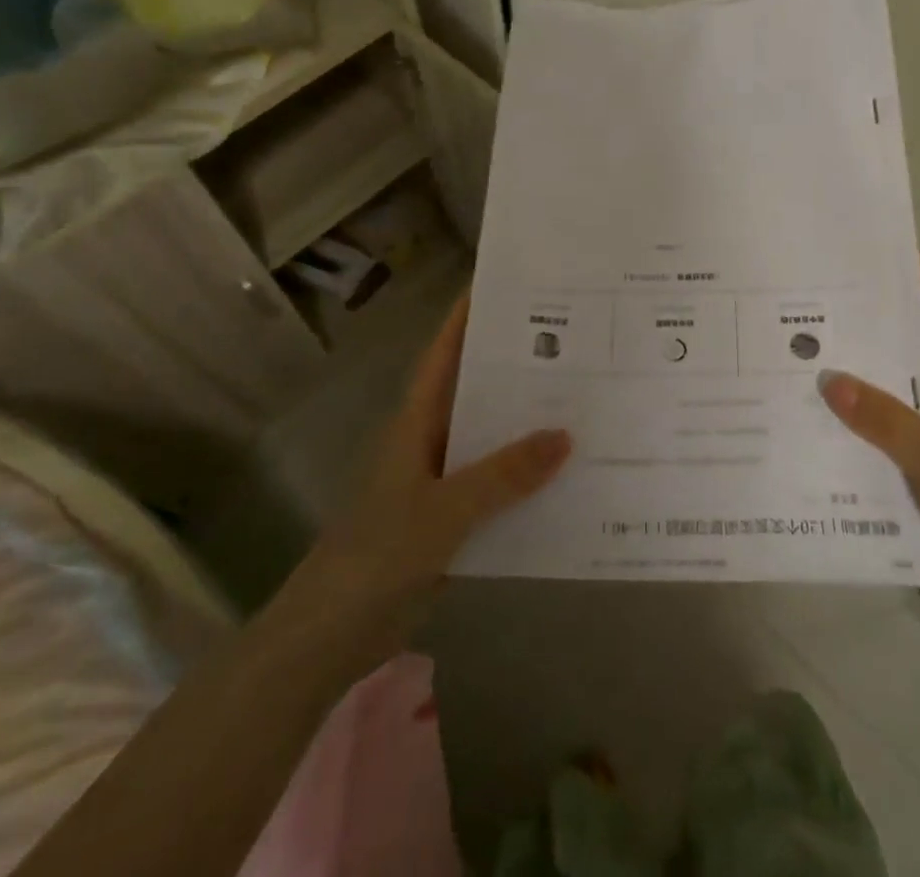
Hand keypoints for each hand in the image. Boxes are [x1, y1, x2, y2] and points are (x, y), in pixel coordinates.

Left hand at [315, 295, 570, 626]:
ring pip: (493, 439)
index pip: (445, 353)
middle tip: (575, 340)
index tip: (508, 284)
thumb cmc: (378, 555)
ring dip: (529, 424)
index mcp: (418, 421)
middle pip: (478, 390)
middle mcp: (432, 440)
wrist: (332, 636)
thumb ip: (504, 474)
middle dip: (518, 366)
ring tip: (587, 399)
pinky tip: (570, 475)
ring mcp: (443, 481)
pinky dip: (528, 478)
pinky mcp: (453, 520)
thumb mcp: (444, 509)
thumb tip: (567, 435)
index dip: (469, 316)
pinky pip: (499, 486)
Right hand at [820, 254, 919, 644]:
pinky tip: (834, 446)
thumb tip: (830, 380)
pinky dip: (878, 444)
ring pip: (912, 411)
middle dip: (881, 349)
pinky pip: (908, 448)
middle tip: (827, 329)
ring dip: (873, 405)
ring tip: (814, 386)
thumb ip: (885, 421)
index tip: (901, 257)